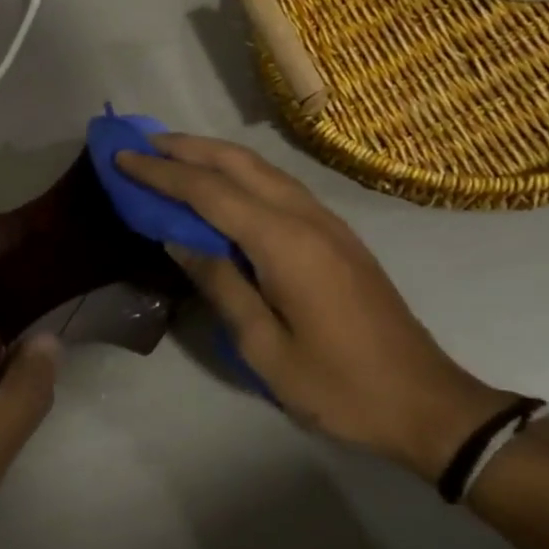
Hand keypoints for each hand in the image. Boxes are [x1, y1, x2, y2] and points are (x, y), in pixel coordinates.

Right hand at [116, 134, 508, 480]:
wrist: (425, 403)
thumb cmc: (338, 385)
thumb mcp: (263, 346)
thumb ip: (220, 284)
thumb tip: (178, 239)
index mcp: (284, 243)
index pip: (209, 192)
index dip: (161, 173)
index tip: (122, 158)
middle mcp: (306, 218)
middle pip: (238, 164)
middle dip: (186, 148)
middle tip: (142, 144)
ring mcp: (327, 223)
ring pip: (262, 169)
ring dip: (214, 156)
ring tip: (173, 156)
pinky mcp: (337, 236)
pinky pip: (278, 187)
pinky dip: (240, 174)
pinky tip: (223, 187)